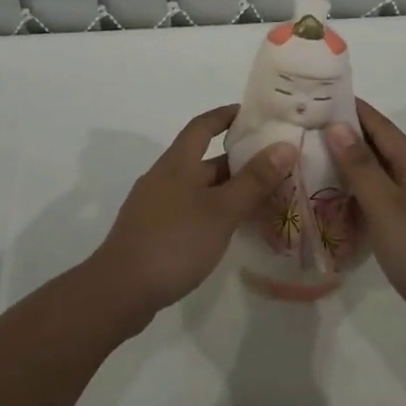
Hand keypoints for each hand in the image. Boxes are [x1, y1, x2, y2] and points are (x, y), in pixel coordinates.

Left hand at [90, 105, 294, 327]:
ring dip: (227, 189)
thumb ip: (254, 180)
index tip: (253, 115)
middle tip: (273, 165)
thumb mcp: (221, 210)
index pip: (203, 125)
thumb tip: (285, 145)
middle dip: (237, 160)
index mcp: (177, 163)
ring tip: (262, 199)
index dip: (226, 115)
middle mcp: (164, 177)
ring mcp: (155, 205)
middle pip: (203, 159)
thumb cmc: (174, 241)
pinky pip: (189, 210)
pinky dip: (213, 212)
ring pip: (198, 188)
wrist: (120, 290)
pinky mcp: (153, 232)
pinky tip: (230, 230)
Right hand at [329, 101, 405, 361]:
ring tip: (311, 159)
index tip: (320, 94)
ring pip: (378, 178)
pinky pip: (379, 204)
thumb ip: (360, 167)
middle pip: (380, 149)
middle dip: (346, 135)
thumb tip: (337, 125)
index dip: (353, 108)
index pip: (381, 126)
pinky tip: (333, 203)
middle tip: (305, 127)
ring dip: (349, 167)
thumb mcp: (386, 207)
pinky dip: (356, 197)